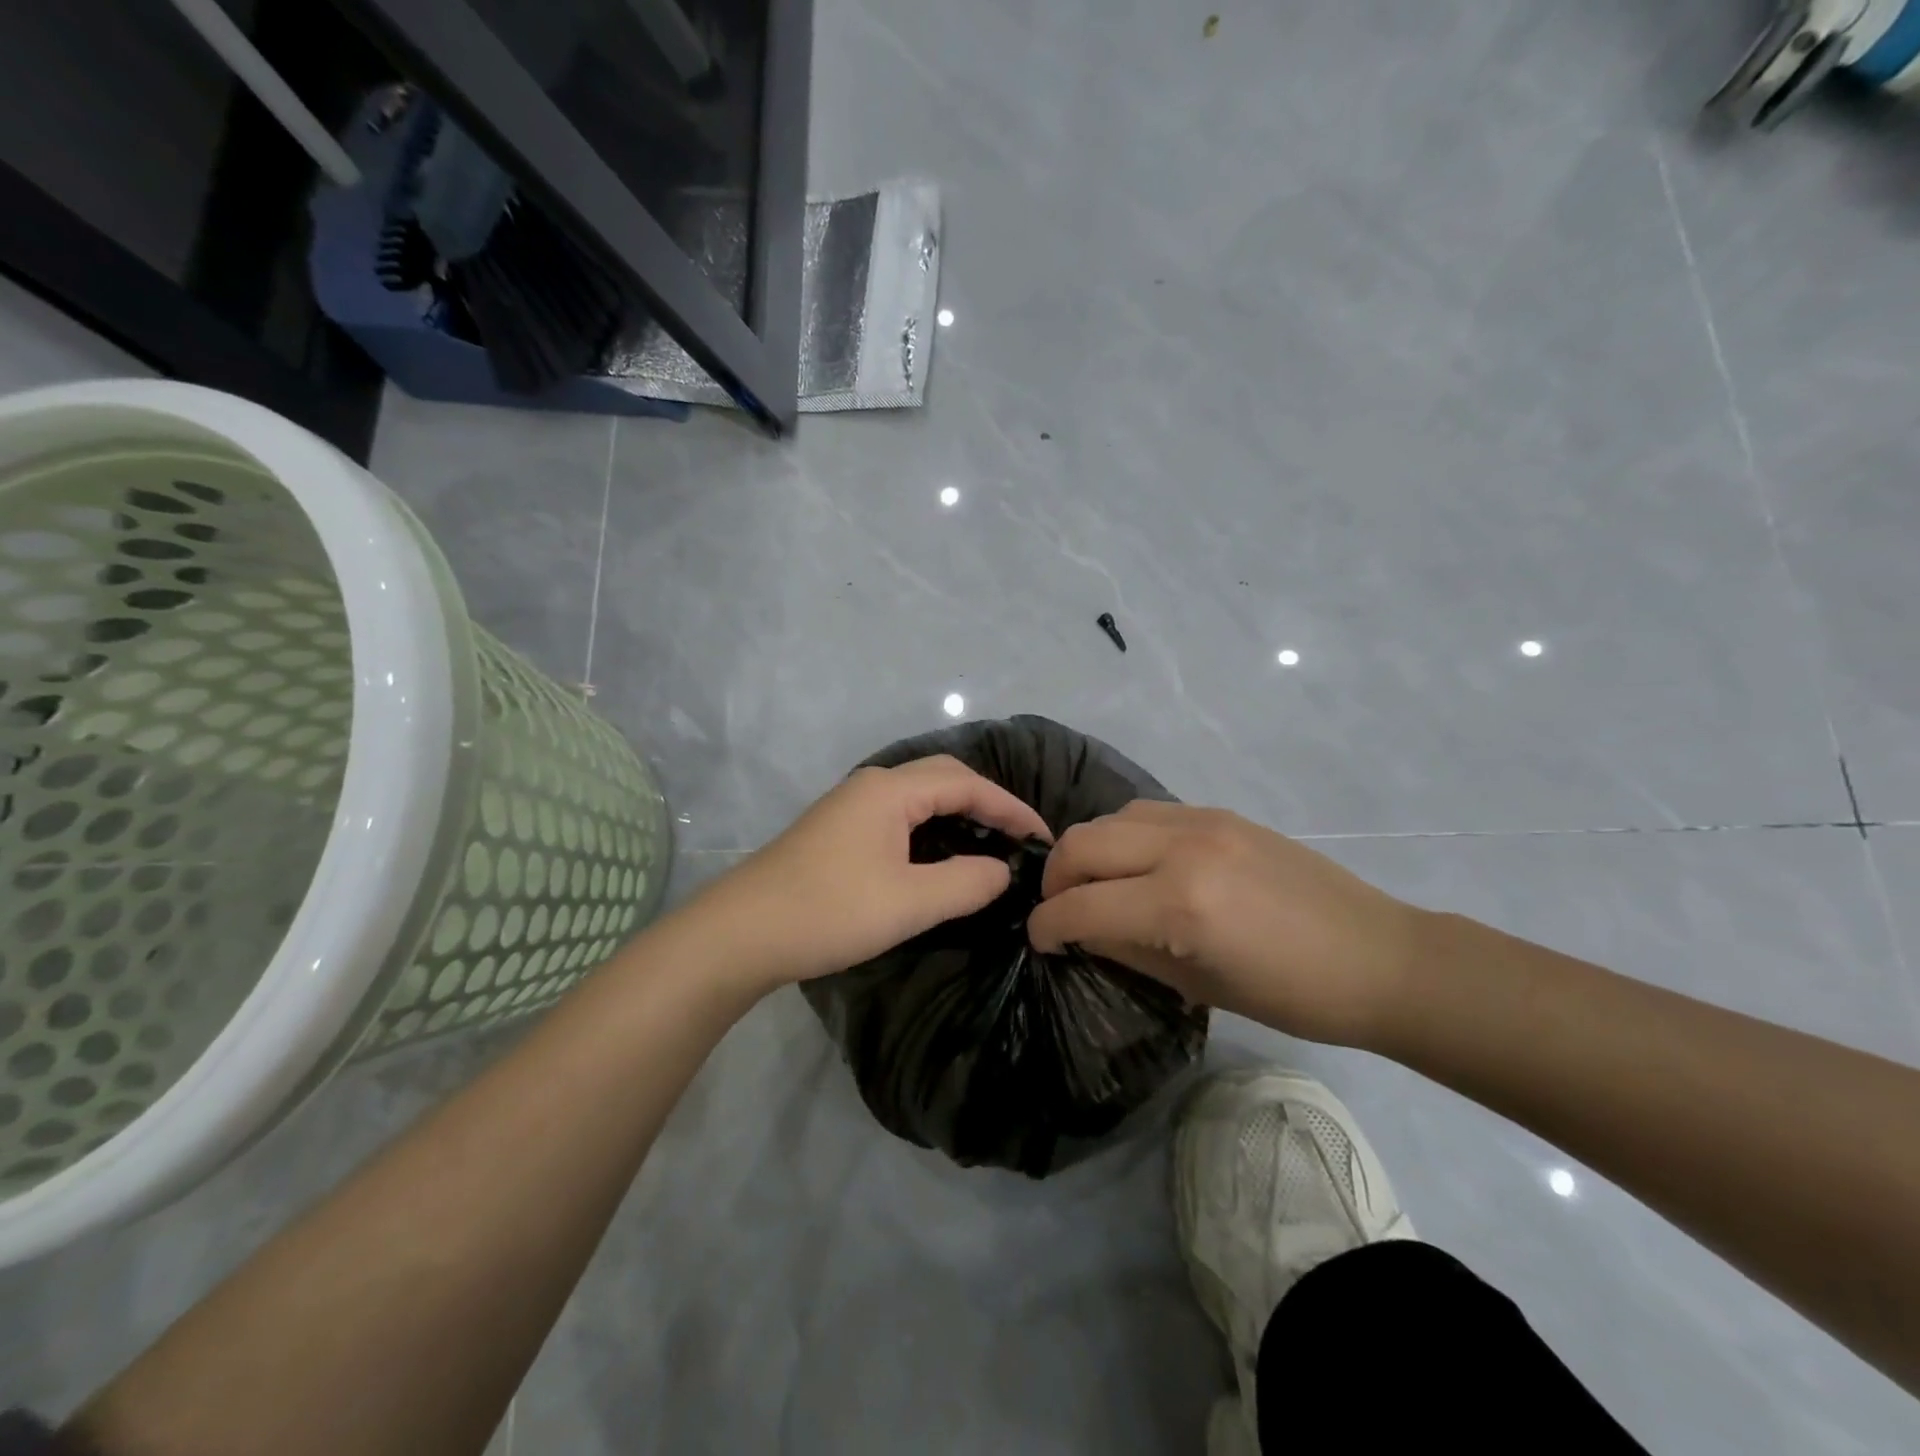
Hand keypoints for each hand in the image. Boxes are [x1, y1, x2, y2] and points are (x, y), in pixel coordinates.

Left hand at [680, 756, 1051, 993]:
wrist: (741, 933)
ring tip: (990, 844)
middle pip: (943, 778)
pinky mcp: (838, 830)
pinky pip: (900, 815)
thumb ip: (966, 883)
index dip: (1010, 808)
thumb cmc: (830, 911)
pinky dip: (932, 828)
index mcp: (890, 791)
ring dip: (958, 813)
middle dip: (987, 802)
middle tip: (1019, 837)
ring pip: (919, 796)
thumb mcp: (909, 902)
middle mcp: (871, 786)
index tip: (1043, 837)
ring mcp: (850, 806)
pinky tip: (940, 857)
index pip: (967, 784)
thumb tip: (1002, 871)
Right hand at [1027, 801, 1422, 1048]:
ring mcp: (1203, 821)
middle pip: (1083, 844)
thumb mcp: (1197, 985)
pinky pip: (1148, 813)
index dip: (1047, 926)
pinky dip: (1125, 836)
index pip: (1081, 905)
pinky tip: (1139, 865)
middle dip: (1056, 879)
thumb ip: (1127, 949)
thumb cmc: (1292, 995)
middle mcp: (1182, 848)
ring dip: (1089, 851)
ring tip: (1097, 884)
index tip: (1040, 941)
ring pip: (1111, 818)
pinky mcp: (1220, 813)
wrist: (1378, 957)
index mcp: (1179, 904)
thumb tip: (1081, 931)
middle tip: (1061, 910)